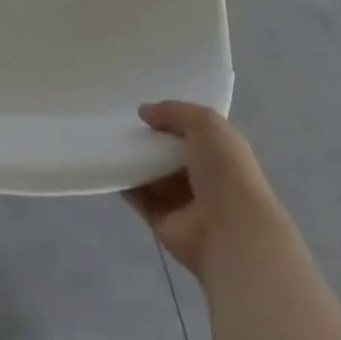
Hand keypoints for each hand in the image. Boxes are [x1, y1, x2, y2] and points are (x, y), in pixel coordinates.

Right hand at [124, 102, 285, 277]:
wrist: (230, 232)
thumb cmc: (225, 169)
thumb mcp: (204, 123)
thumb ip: (174, 112)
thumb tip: (143, 111)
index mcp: (220, 150)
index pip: (193, 129)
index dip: (172, 117)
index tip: (145, 107)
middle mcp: (203, 174)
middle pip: (170, 152)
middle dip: (150, 138)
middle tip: (122, 122)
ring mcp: (183, 200)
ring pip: (154, 175)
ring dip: (136, 161)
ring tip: (111, 141)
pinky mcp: (164, 222)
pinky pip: (141, 199)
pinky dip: (126, 185)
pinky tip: (109, 167)